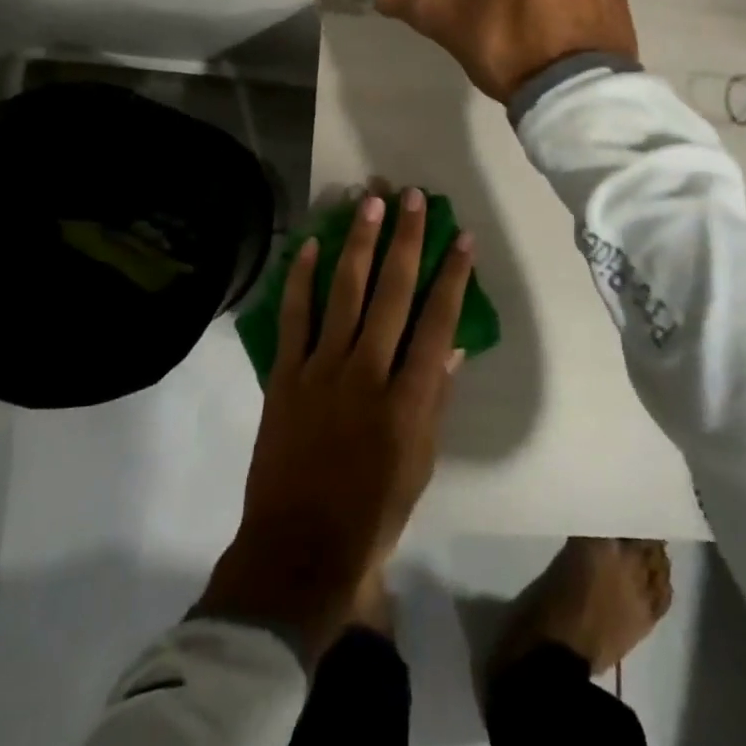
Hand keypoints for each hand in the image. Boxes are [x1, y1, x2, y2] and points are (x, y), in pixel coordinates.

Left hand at [196, 189, 473, 663]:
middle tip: (412, 197)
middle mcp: (367, 372)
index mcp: (408, 399)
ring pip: (345, 293)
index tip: (461, 237)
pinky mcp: (284, 374)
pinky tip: (308, 245)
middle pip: (392, 293)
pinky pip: (293, 317)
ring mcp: (321, 369)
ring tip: (370, 202)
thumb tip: (451, 345)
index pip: (437, 323)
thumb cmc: (372, 513)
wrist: (298, 549)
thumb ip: (435, 400)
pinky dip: (300, 279)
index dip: (452, 276)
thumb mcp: (420, 463)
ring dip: (359, 244)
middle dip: (406, 241)